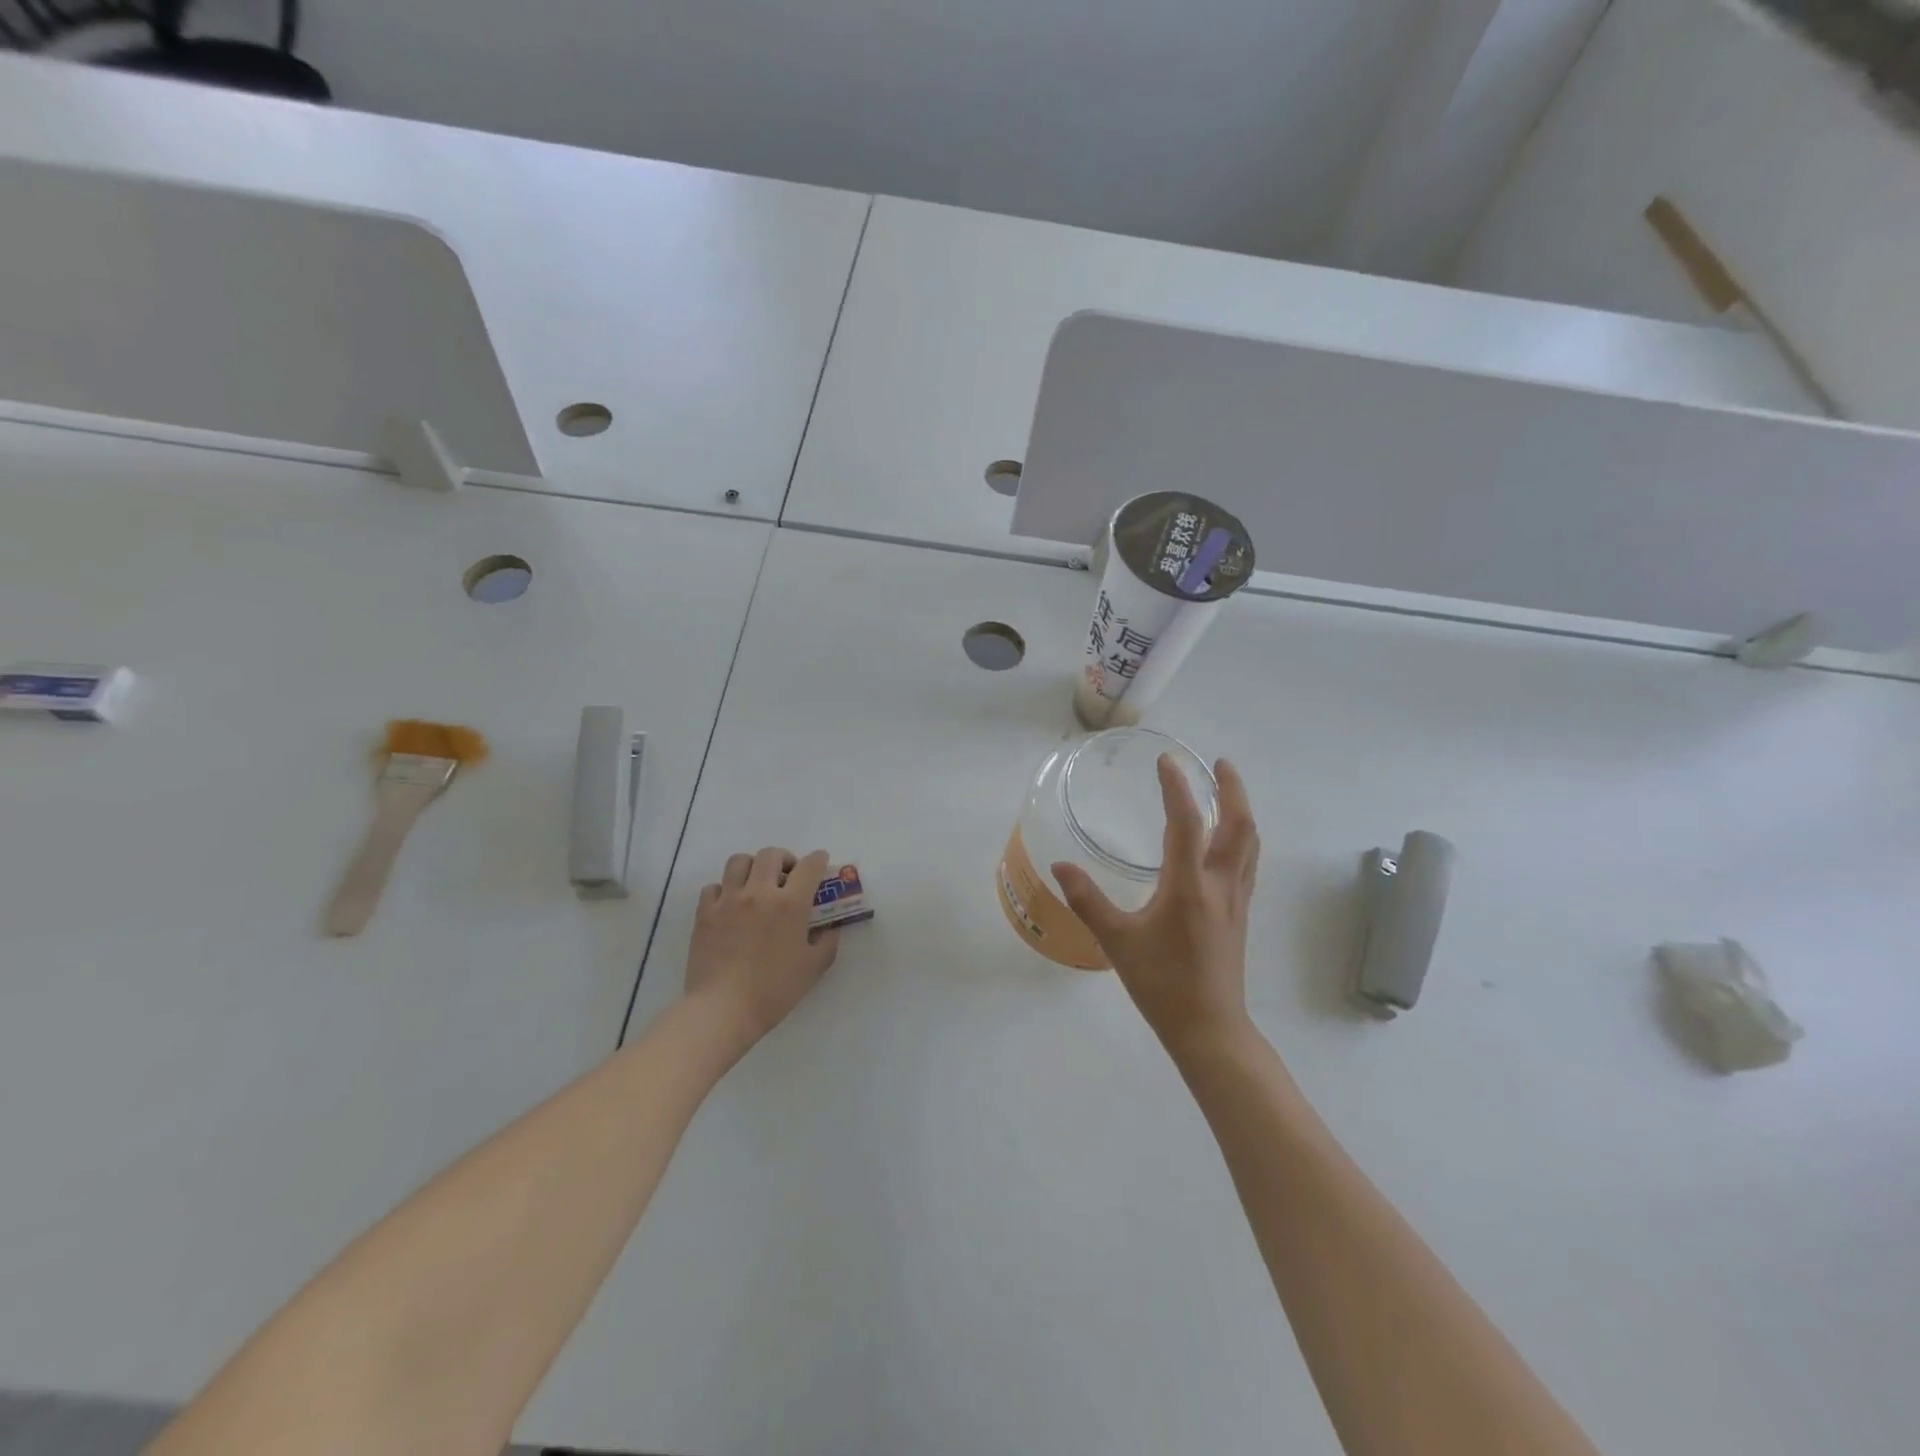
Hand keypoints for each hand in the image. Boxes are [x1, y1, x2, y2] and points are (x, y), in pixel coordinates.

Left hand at [686, 846, 839, 1046]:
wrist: (723, 1009)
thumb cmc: (774, 991)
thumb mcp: (813, 968)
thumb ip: (827, 942)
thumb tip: (830, 927)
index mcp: (790, 904)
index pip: (809, 866)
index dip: (818, 859)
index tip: (821, 861)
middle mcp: (759, 893)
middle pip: (771, 854)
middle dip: (784, 858)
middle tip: (788, 876)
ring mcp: (728, 900)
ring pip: (739, 861)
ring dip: (752, 866)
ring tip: (756, 883)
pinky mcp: (704, 913)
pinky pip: (714, 886)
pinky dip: (725, 889)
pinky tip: (730, 905)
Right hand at [1052, 756, 1259, 1054]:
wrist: (1209, 1029)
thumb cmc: (1161, 984)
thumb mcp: (1116, 942)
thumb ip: (1088, 901)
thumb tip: (1060, 866)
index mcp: (1189, 886)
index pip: (1186, 823)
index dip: (1177, 787)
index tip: (1167, 759)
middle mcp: (1220, 885)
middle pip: (1238, 825)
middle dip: (1231, 789)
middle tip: (1218, 763)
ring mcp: (1236, 900)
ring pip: (1249, 843)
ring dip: (1240, 810)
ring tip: (1226, 790)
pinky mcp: (1240, 914)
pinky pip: (1247, 862)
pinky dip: (1241, 837)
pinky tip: (1227, 840)